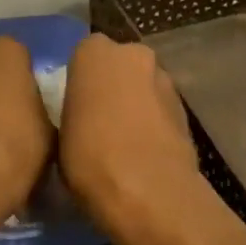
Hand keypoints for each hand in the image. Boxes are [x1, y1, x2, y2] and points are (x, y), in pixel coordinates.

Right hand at [58, 34, 205, 234]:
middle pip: (118, 65)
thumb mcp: (60, 135)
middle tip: (98, 121)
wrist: (150, 192)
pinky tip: (144, 152)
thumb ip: (72, 112)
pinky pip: (160, 108)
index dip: (80, 81)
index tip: (75, 107)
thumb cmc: (91, 158)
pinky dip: (153, 123)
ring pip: (142, 85)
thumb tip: (80, 120)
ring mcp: (164, 78)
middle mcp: (132, 53)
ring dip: (135, 103)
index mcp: (94, 52)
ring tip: (123, 141)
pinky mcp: (186, 107)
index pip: (83, 55)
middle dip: (111, 86)